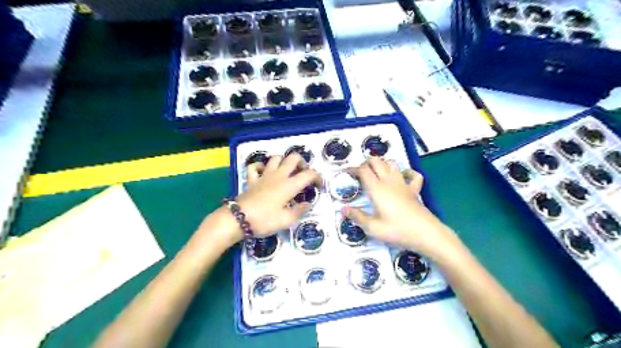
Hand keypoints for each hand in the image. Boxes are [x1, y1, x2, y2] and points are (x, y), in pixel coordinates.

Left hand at [233, 153, 319, 237]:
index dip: (318, 178)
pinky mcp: (252, 179)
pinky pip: (255, 166)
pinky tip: (264, 173)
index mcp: (289, 185)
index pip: (309, 174)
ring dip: (283, 162)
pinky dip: (261, 167)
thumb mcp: (286, 220)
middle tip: (303, 175)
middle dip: (302, 163)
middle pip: (293, 158)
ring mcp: (264, 176)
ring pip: (276, 158)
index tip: (319, 186)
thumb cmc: (264, 220)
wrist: (238, 219)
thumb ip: (299, 211)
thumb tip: (307, 204)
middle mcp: (278, 176)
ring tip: (286, 172)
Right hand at [345, 156, 460, 259]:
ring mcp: (403, 184)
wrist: (425, 233)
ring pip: (392, 164)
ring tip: (376, 173)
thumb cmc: (397, 230)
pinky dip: (407, 172)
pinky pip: (413, 175)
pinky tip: (403, 176)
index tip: (346, 173)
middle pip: (376, 161)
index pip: (363, 170)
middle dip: (366, 163)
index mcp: (377, 189)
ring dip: (382, 164)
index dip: (353, 169)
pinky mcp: (414, 189)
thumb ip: (357, 217)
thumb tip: (343, 209)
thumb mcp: (373, 227)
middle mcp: (389, 181)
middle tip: (359, 173)